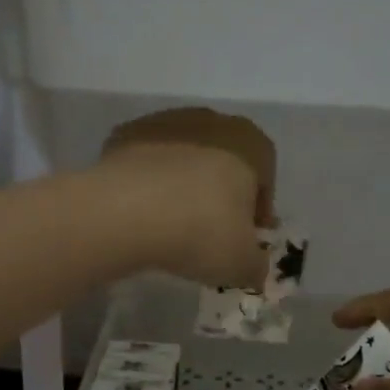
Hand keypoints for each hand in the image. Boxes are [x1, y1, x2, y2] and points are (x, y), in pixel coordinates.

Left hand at [96, 108, 275, 288]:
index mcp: (249, 143)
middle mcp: (211, 121)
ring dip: (182, 183)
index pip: (265, 173)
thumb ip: (256, 265)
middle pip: (224, 158)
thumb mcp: (242, 264)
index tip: (247, 235)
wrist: (124, 212)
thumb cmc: (200, 231)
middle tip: (210, 229)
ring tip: (171, 222)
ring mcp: (164, 122)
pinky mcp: (125, 133)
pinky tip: (141, 211)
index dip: (259, 207)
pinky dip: (147, 181)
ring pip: (183, 156)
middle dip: (220, 191)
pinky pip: (147, 161)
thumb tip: (254, 268)